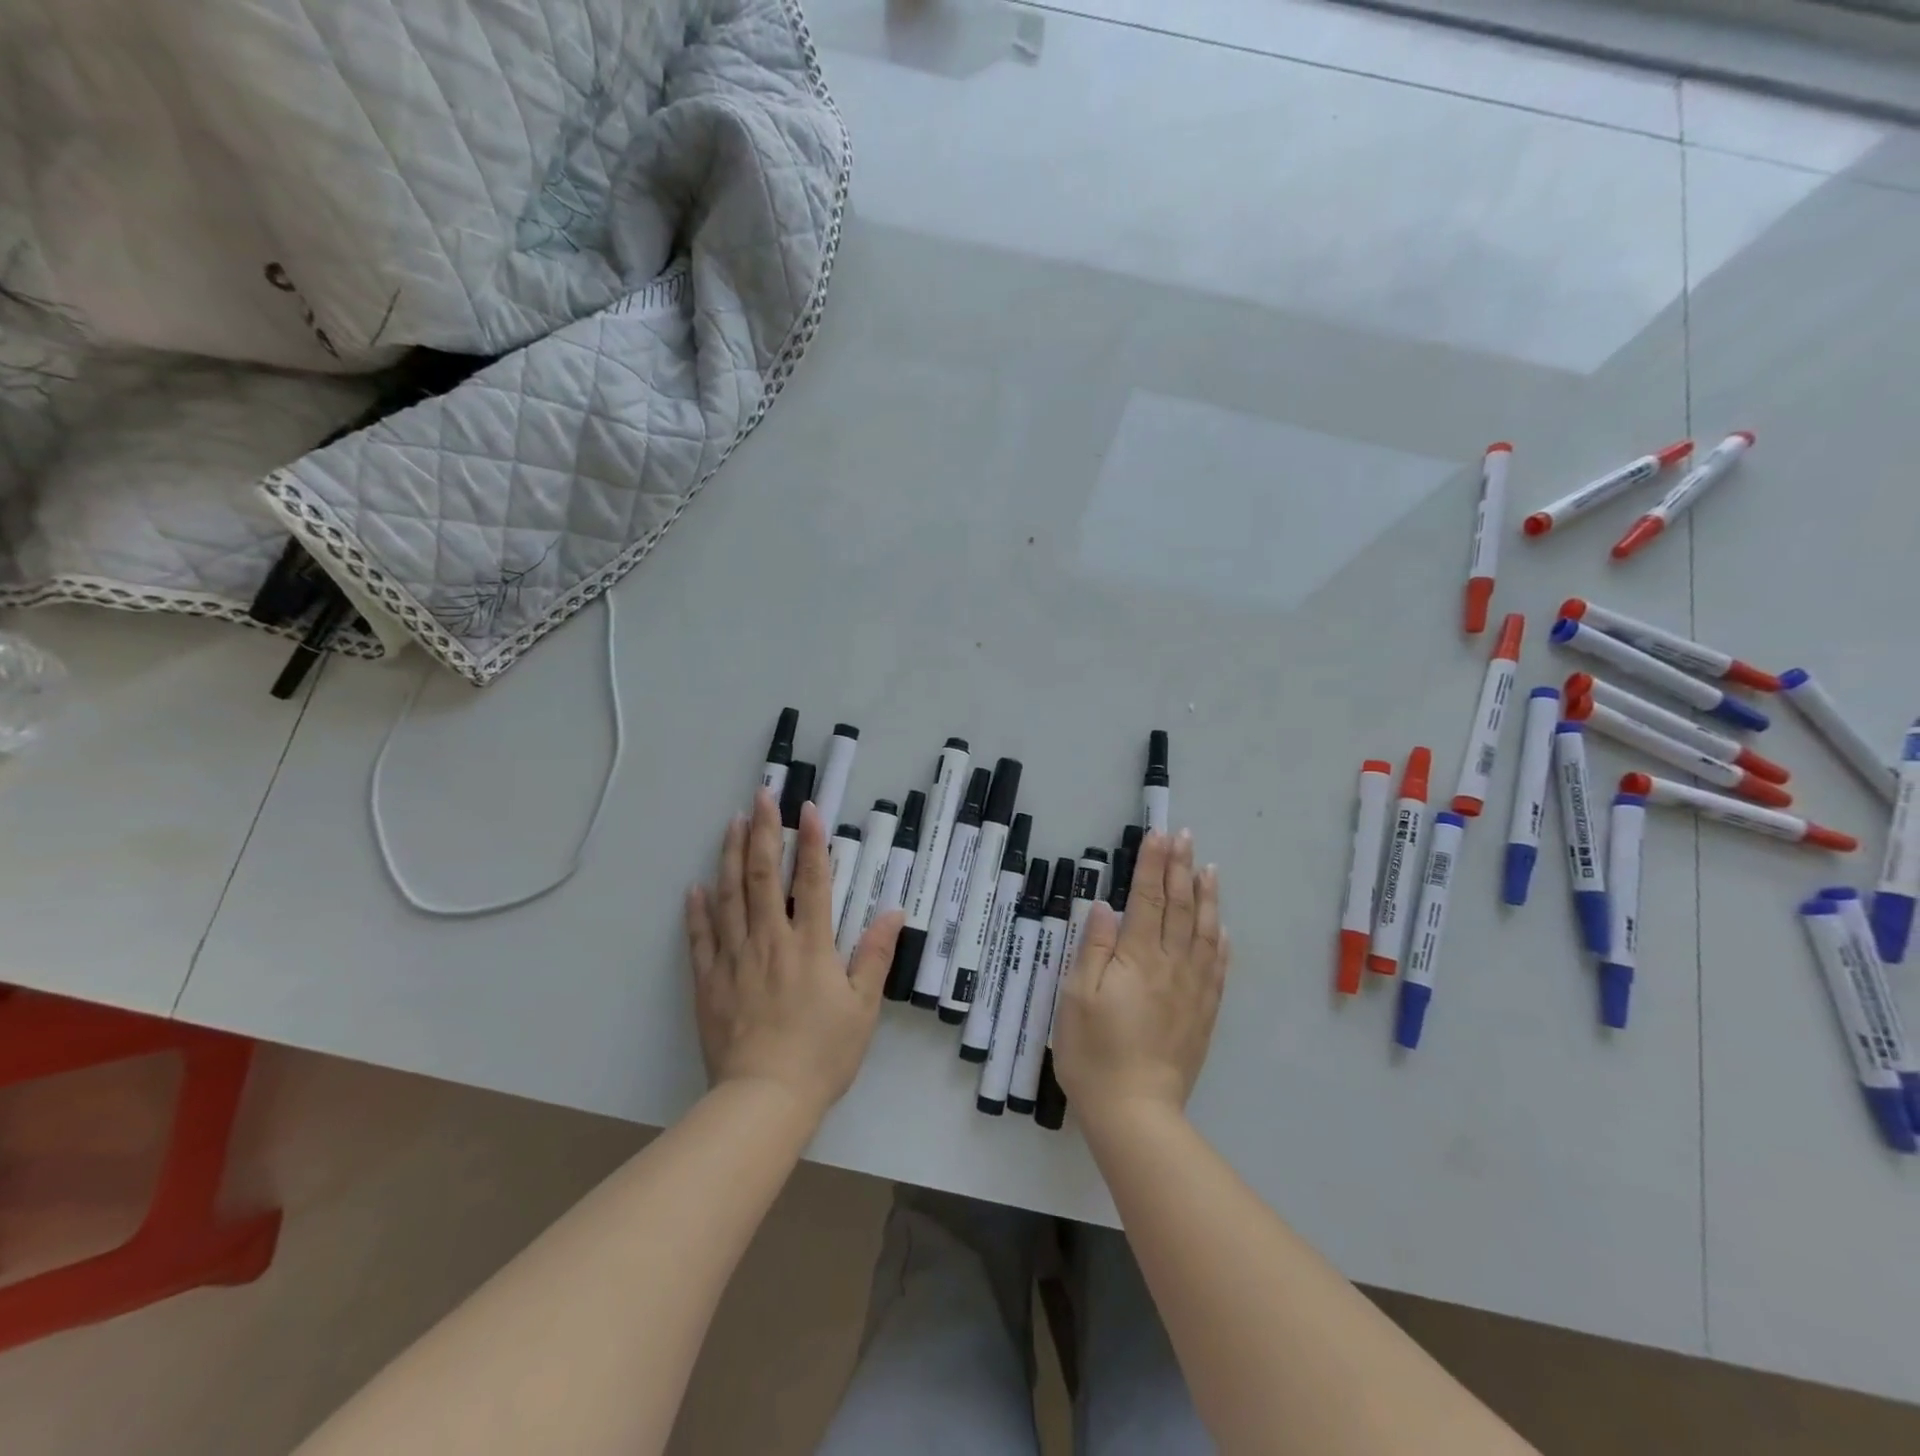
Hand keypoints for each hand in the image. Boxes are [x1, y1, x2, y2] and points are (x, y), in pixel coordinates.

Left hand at [684, 789, 903, 1124]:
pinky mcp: (708, 982)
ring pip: (729, 896)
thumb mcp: (862, 1008)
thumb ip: (875, 955)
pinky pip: (700, 938)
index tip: (807, 808)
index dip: (811, 842)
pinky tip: (696, 887)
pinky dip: (698, 910)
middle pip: (763, 876)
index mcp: (810, 946)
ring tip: (731, 823)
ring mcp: (734, 959)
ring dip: (729, 856)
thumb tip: (894, 911)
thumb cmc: (822, 1054)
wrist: (764, 1100)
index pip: (811, 881)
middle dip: (763, 831)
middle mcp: (770, 941)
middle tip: (761, 796)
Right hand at [1052, 829, 1228, 1121]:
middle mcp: (1171, 965)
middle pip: (1178, 907)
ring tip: (1209, 868)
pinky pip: (1217, 968)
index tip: (1158, 834)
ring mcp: (1192, 990)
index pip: (1146, 899)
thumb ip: (1093, 948)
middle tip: (1185, 836)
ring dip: (1206, 896)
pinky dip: (1220, 942)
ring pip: (1203, 932)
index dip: (1152, 865)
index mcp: (1137, 958)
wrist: (1135, 1111)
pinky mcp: (1203, 1014)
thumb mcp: (1076, 997)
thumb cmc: (1093, 1052)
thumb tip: (1105, 907)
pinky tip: (1222, 928)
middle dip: (1180, 868)